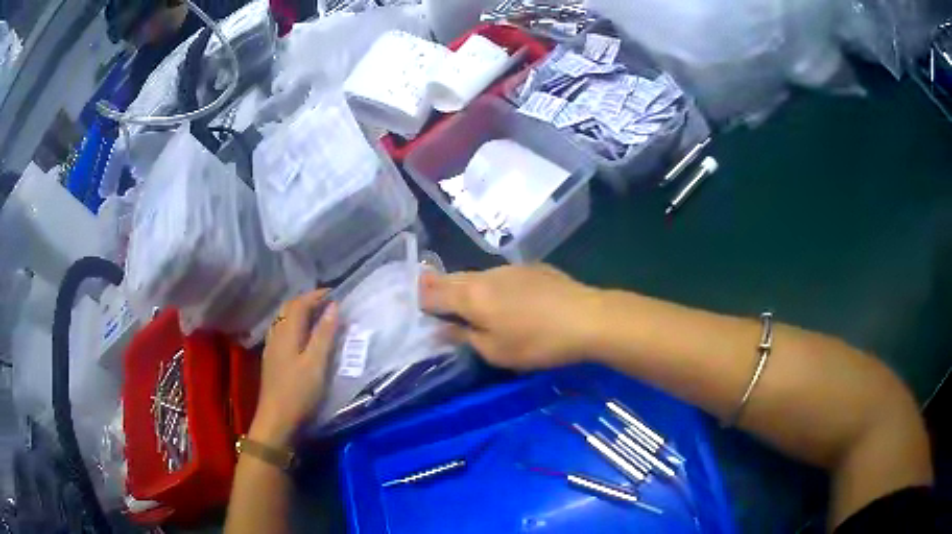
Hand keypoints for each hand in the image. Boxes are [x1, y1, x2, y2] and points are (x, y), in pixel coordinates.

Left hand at [250, 291, 337, 447]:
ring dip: (299, 311)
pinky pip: (282, 330)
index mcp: (287, 332)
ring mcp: (272, 347)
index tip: (334, 293)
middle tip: (327, 302)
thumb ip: (324, 334)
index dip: (316, 295)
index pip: (300, 303)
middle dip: (307, 300)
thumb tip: (334, 306)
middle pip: (289, 308)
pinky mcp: (272, 359)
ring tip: (317, 315)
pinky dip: (294, 324)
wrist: (276, 418)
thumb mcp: (317, 363)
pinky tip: (302, 335)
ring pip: (283, 319)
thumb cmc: (299, 391)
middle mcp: (277, 334)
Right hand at [420, 265, 598, 370]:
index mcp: (471, 296)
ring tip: (465, 300)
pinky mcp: (531, 268)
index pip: (433, 293)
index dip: (420, 298)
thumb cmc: (537, 342)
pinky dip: (491, 285)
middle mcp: (485, 275)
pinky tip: (503, 298)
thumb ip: (465, 337)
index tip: (412, 304)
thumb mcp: (496, 351)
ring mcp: (510, 268)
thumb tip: (441, 329)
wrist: (586, 318)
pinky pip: (500, 275)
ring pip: (477, 275)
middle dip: (438, 287)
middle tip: (429, 296)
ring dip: (465, 286)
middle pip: (452, 278)